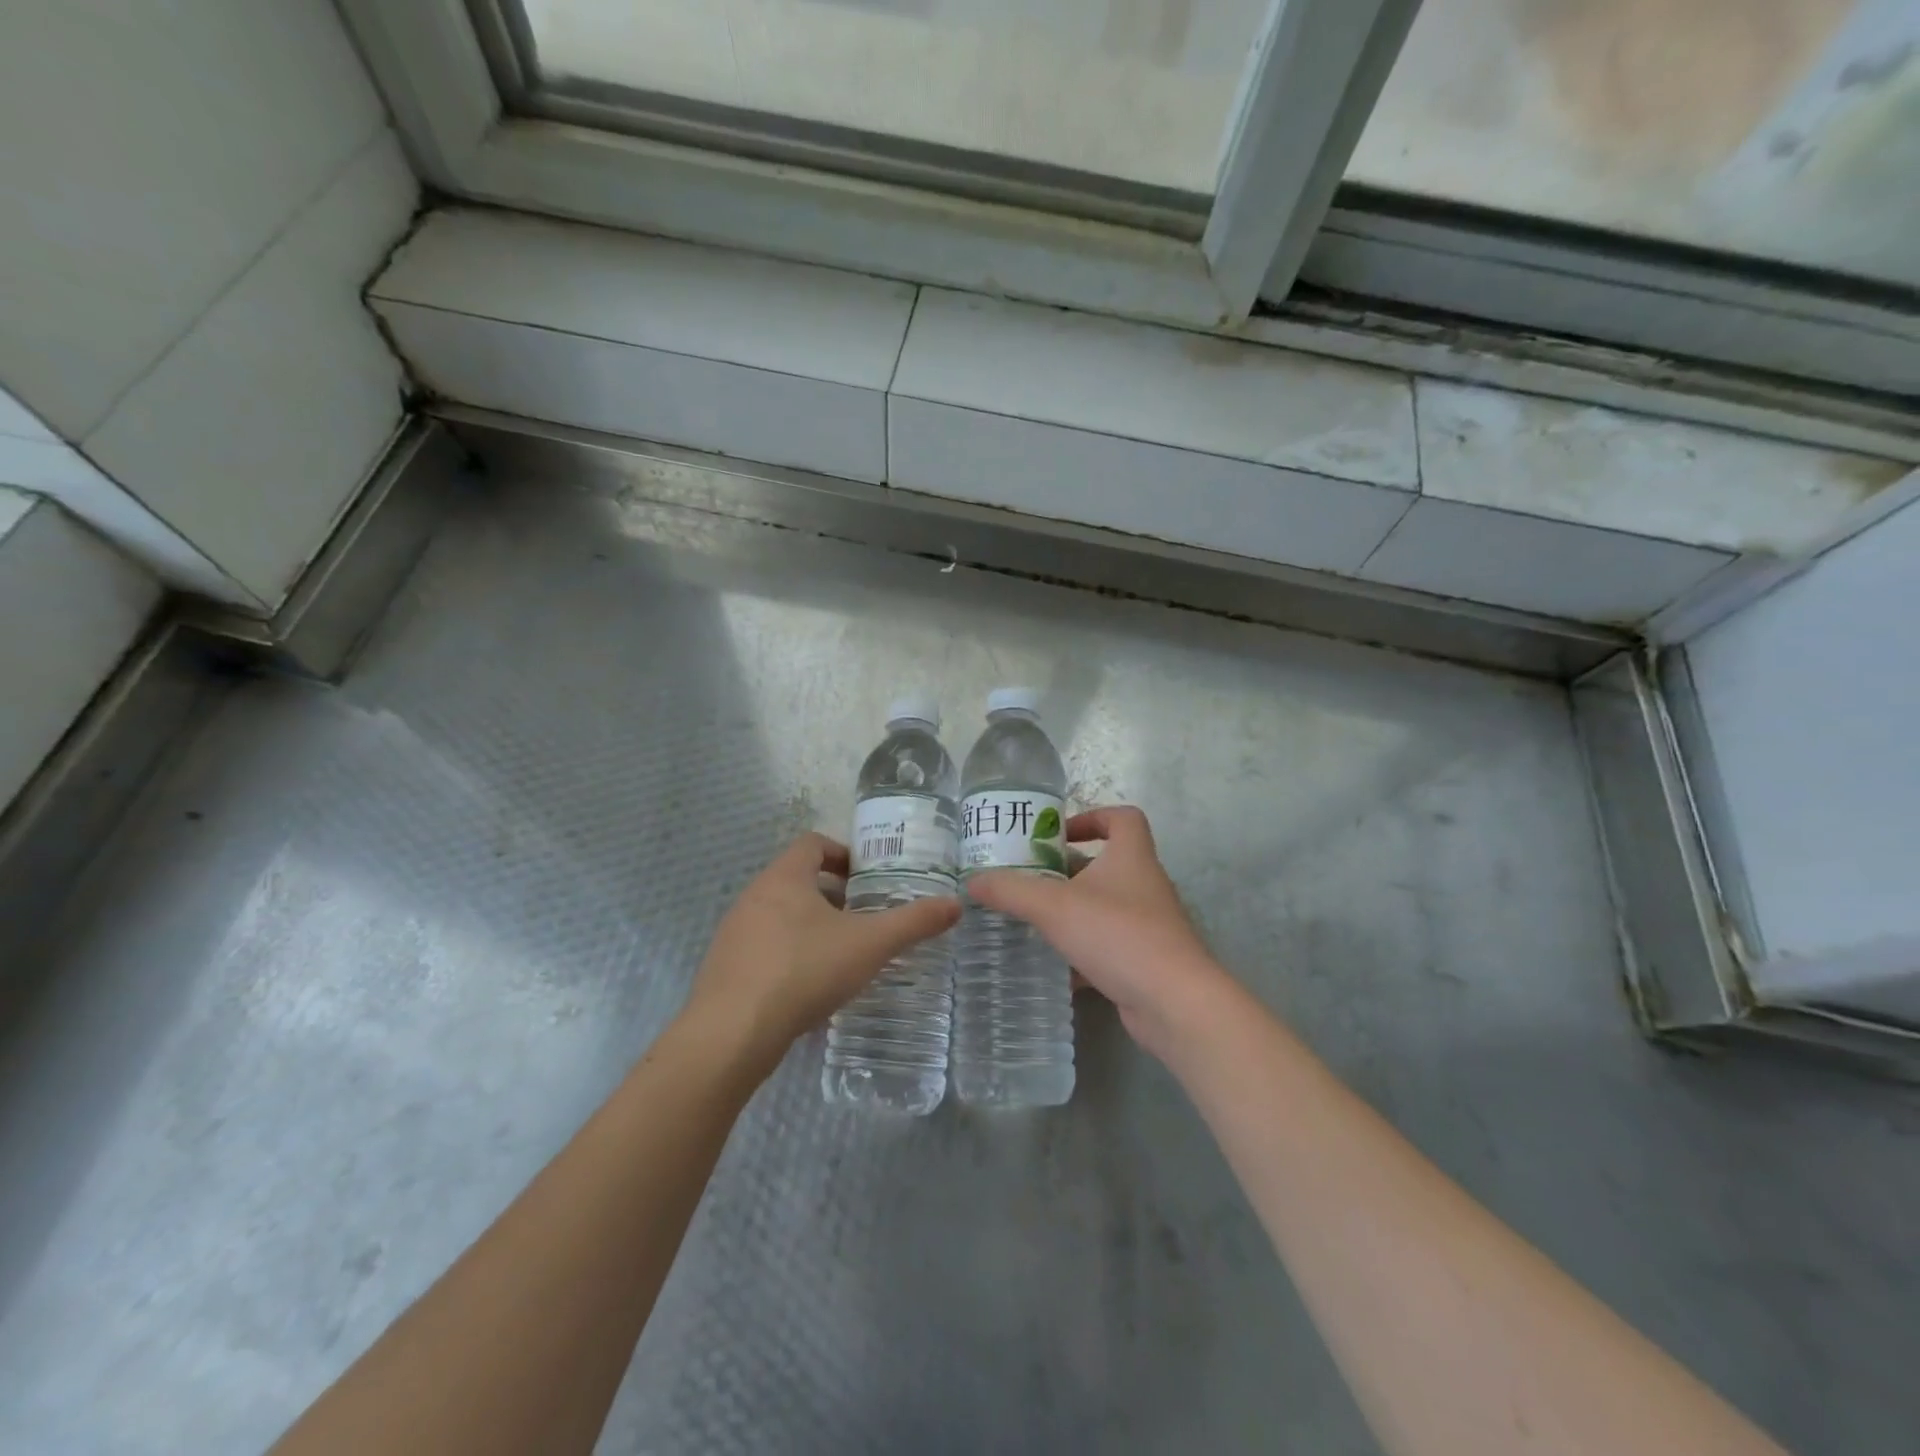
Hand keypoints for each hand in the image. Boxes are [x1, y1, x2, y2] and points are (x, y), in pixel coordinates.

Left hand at [683, 833, 960, 1072]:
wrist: (730, 1036)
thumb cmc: (803, 972)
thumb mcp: (869, 945)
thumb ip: (913, 922)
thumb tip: (955, 904)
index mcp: (784, 878)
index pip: (813, 843)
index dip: (843, 853)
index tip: (868, 878)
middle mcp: (753, 896)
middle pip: (797, 879)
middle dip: (832, 895)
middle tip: (863, 918)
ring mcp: (733, 933)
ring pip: (779, 915)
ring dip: (810, 926)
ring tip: (841, 954)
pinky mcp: (724, 968)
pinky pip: (763, 947)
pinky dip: (789, 955)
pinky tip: (809, 987)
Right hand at [967, 806, 1232, 1062]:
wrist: (1174, 1003)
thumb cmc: (1117, 935)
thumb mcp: (1054, 907)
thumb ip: (1010, 891)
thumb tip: (972, 881)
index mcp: (1131, 857)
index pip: (1123, 817)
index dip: (1092, 817)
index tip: (1058, 835)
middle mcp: (1144, 885)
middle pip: (1107, 863)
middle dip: (1068, 870)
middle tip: (1029, 878)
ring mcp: (1149, 925)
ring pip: (1106, 907)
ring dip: (1073, 911)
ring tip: (1034, 920)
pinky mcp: (1146, 961)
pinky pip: (1109, 946)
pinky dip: (1083, 952)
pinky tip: (1055, 967)